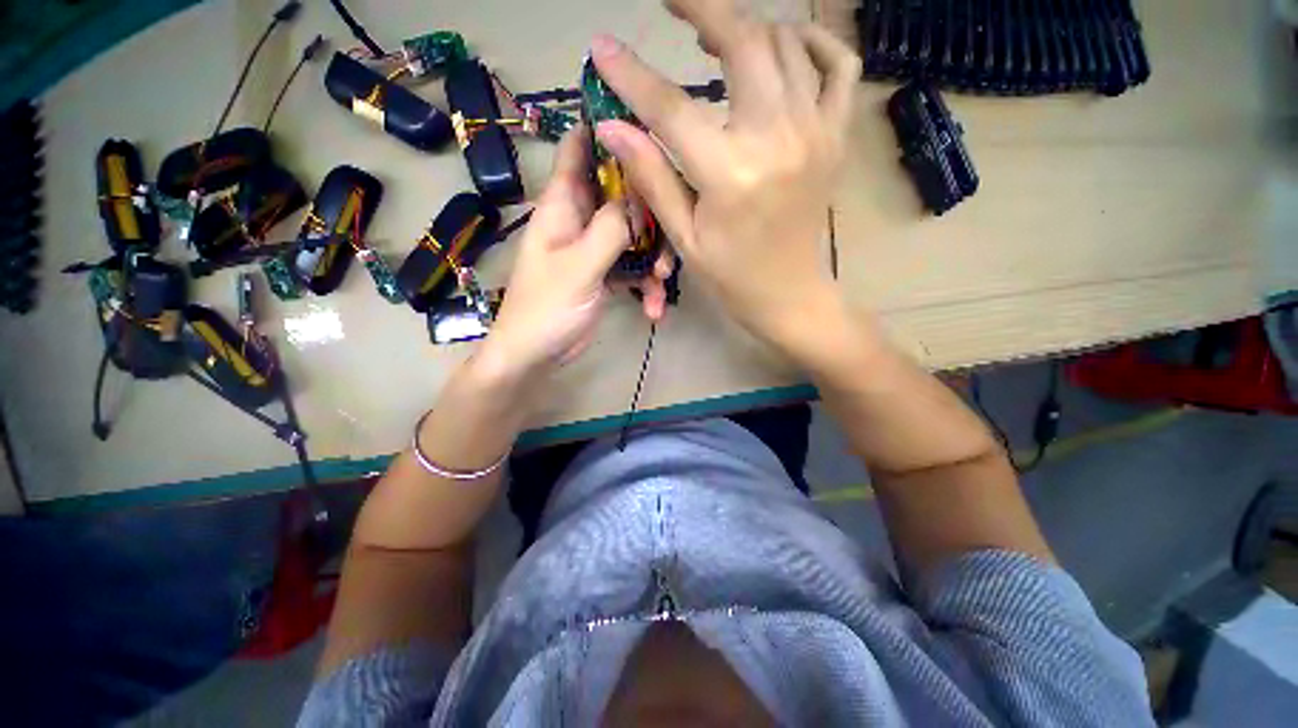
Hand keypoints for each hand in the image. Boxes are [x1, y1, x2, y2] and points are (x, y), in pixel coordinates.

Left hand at [477, 126, 662, 379]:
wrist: (536, 354)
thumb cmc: (546, 308)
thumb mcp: (579, 267)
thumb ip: (609, 229)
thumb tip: (638, 197)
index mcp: (563, 205)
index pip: (579, 149)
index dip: (607, 130)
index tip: (647, 129)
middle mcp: (580, 220)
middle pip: (621, 195)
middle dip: (649, 213)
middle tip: (670, 235)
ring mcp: (595, 248)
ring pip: (634, 234)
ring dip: (653, 257)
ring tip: (662, 283)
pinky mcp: (605, 274)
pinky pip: (633, 268)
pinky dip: (645, 286)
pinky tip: (653, 310)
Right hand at [590, 0, 860, 362]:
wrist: (790, 295)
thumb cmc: (732, 277)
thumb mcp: (685, 239)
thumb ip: (653, 177)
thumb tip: (613, 127)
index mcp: (730, 175)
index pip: (671, 108)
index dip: (632, 74)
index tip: (602, 47)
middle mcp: (777, 139)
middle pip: (742, 42)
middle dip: (702, 7)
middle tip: (672, 0)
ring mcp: (815, 132)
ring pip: (786, 42)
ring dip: (749, 26)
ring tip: (715, 37)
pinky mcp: (835, 136)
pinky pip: (838, 64)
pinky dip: (813, 41)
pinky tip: (786, 44)